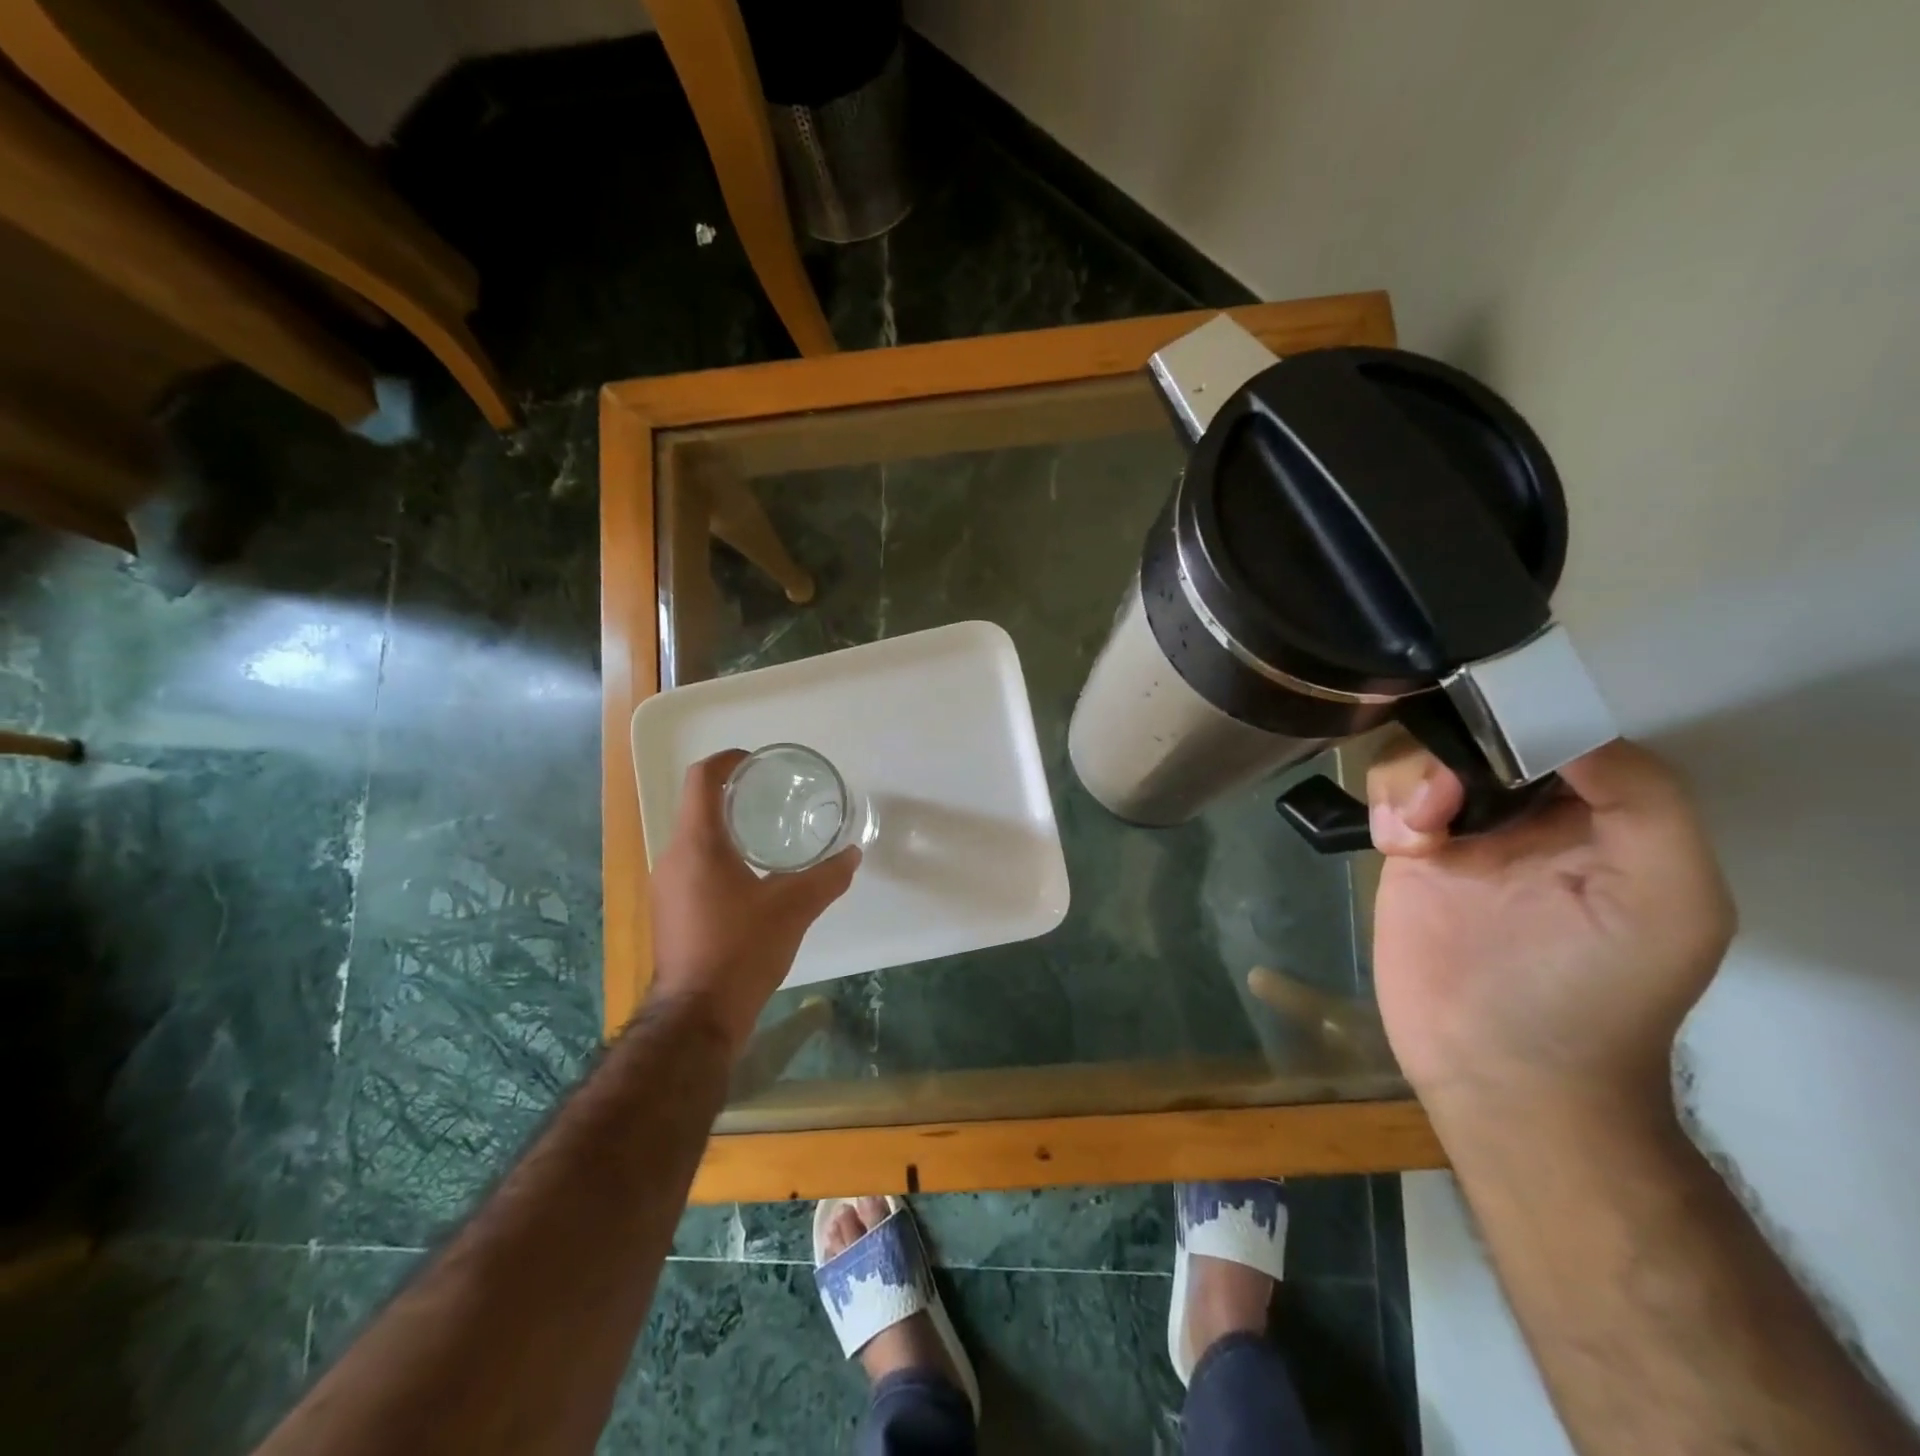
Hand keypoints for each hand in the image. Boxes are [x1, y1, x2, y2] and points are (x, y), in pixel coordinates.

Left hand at [646, 750, 858, 1050]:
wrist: (696, 1017)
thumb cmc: (742, 949)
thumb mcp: (794, 908)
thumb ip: (827, 877)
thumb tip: (852, 855)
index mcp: (697, 844)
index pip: (701, 779)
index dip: (727, 760)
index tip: (756, 761)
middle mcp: (673, 858)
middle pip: (697, 807)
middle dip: (734, 795)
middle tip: (773, 797)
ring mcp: (665, 887)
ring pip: (694, 839)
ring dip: (726, 828)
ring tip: (767, 835)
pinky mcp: (669, 911)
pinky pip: (692, 867)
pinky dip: (719, 857)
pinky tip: (750, 879)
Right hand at [1365, 737, 1734, 1127]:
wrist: (1500, 1069)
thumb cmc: (1595, 992)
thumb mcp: (1672, 900)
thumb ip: (1644, 802)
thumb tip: (1561, 730)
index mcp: (1602, 817)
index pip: (1560, 732)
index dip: (1523, 720)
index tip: (1488, 730)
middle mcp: (1530, 815)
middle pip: (1477, 736)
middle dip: (1452, 751)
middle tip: (1445, 800)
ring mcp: (1462, 833)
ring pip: (1423, 758)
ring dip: (1411, 780)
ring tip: (1417, 834)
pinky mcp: (1407, 855)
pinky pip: (1386, 797)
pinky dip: (1384, 806)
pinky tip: (1397, 845)